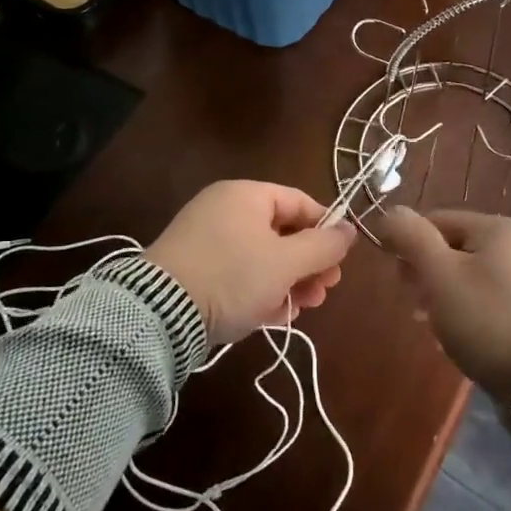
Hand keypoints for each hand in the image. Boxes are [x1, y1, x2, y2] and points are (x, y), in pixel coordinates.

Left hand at [147, 181, 357, 344]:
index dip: (326, 229)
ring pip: (261, 257)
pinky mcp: (194, 270)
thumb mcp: (285, 262)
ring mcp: (206, 240)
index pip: (299, 202)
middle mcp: (224, 210)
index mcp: (245, 195)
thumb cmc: (232, 275)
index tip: (341, 260)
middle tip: (324, 291)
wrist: (160, 312)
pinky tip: (275, 315)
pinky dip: (259, 290)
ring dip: (288, 281)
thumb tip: (350, 230)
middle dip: (308, 264)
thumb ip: (323, 246)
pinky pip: (238, 273)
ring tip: (302, 308)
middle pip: (281, 232)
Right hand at [378, 208, 510, 401]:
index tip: (398, 279)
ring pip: (474, 277)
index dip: (409, 244)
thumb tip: (390, 211)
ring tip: (435, 328)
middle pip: (456, 248)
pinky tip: (463, 339)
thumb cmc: (489, 319)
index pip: (437, 220)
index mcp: (499, 227)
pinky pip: (494, 301)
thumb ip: (412, 238)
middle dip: (428, 274)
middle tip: (415, 305)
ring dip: (447, 297)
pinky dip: (473, 313)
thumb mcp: (440, 275)